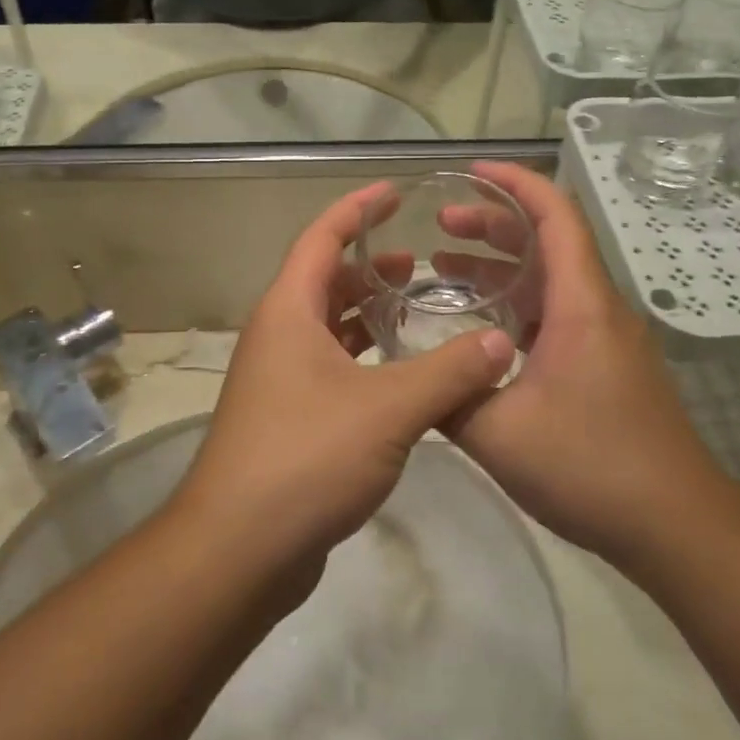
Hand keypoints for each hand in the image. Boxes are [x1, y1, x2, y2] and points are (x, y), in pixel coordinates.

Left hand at [171, 183, 516, 568]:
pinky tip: (402, 375)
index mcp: (288, 312)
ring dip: (368, 315)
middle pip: (324, 281)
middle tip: (420, 263)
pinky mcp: (290, 419)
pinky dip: (365, 359)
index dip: (357, 209)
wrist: (238, 548)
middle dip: (369, 267)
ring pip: (328, 328)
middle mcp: (278, 336)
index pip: (321, 237)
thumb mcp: (389, 410)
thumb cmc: (306, 458)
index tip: (394, 191)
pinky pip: (332, 368)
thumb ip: (448, 372)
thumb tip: (501, 343)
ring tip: (416, 309)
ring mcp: (280, 380)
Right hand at [440, 163, 731, 563]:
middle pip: (548, 242)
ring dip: (502, 267)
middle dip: (494, 223)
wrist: (675, 526)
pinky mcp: (605, 367)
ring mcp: (605, 339)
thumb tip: (410, 378)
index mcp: (580, 304)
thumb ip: (448, 397)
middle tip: (441, 223)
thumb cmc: (591, 467)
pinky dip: (516, 305)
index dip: (514, 182)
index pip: (554, 215)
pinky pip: (555, 315)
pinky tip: (480, 329)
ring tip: (444, 268)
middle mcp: (597, 309)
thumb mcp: (499, 434)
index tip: (469, 170)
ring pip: (550, 281)